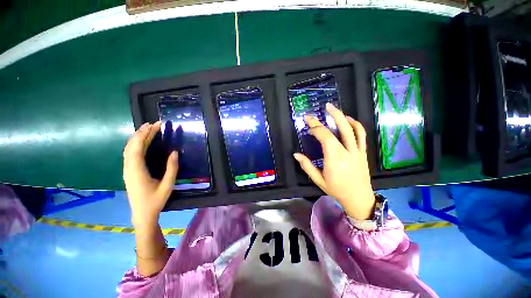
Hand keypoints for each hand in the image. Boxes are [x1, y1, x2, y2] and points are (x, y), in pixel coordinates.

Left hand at [123, 121, 178, 228]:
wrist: (142, 214)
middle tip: (154, 124)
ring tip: (148, 129)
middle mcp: (129, 168)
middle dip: (142, 133)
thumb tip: (174, 152)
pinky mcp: (129, 171)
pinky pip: (130, 154)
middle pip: (132, 146)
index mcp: (136, 170)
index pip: (137, 147)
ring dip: (138, 137)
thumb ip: (172, 168)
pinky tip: (143, 142)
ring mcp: (127, 169)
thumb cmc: (155, 200)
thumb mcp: (167, 185)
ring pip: (129, 149)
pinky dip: (136, 144)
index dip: (145, 134)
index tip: (155, 125)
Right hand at [293, 103, 374, 219]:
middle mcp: (346, 153)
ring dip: (342, 116)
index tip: (308, 121)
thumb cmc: (336, 190)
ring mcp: (357, 152)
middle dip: (330, 117)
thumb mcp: (318, 180)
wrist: (359, 198)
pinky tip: (348, 119)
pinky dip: (355, 125)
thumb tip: (296, 154)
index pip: (325, 138)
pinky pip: (362, 135)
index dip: (316, 127)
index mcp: (334, 160)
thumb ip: (307, 166)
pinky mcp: (362, 152)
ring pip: (352, 130)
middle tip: (323, 107)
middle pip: (339, 130)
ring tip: (334, 108)